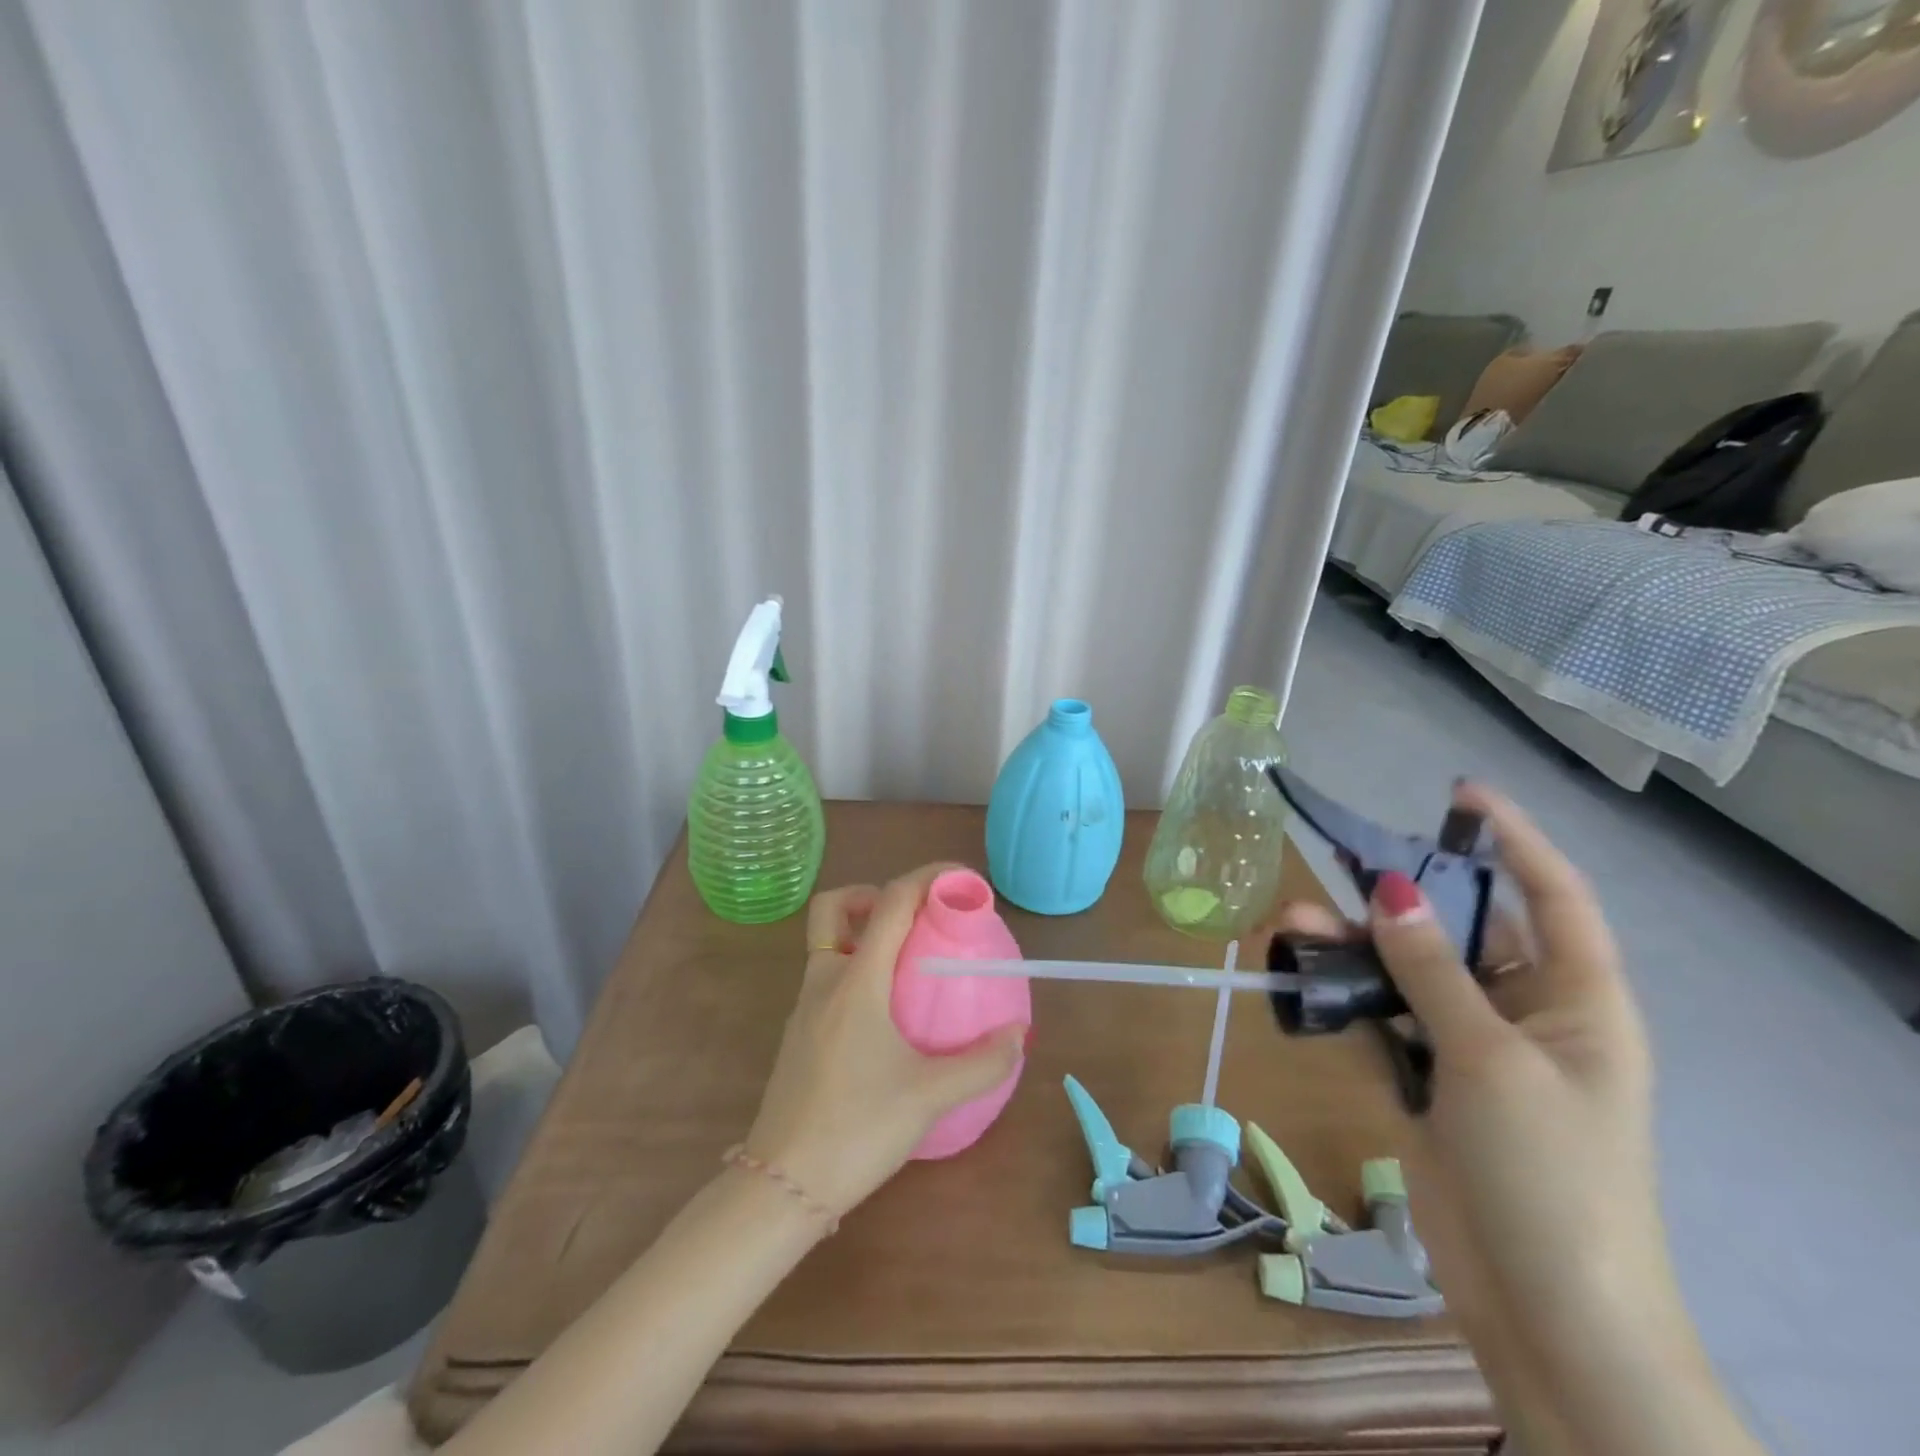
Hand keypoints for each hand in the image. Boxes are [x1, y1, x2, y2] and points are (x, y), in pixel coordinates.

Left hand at [742, 864, 1025, 1218]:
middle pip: (834, 907)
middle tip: (912, 919)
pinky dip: (854, 970)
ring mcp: (804, 1008)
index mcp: (855, 980)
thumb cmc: (856, 1128)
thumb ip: (981, 1063)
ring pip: (827, 943)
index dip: (926, 877)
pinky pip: (826, 978)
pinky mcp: (798, 1035)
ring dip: (863, 934)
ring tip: (907, 963)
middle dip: (871, 895)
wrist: (781, 1186)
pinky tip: (884, 1013)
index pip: (890, 901)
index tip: (960, 879)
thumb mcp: (929, 1097)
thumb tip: (1020, 1035)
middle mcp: (824, 981)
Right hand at [1272, 783, 1668, 1378]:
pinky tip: (1303, 975)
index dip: (1512, 839)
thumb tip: (1391, 890)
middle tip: (1337, 861)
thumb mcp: (1491, 1059)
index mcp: (1578, 1000)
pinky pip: (1387, 1014)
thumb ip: (1433, 972)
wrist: (1546, 1309)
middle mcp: (1529, 1012)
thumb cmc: (1547, 1172)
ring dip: (1357, 946)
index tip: (1459, 794)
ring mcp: (1476, 1047)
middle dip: (1400, 897)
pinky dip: (1348, 993)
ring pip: (1411, 971)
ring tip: (1293, 924)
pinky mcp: (1433, 1080)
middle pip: (1461, 930)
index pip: (1551, 896)